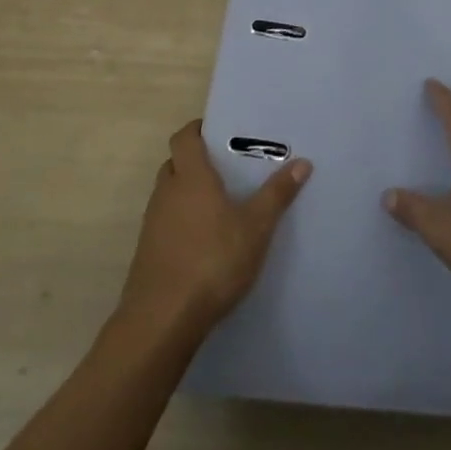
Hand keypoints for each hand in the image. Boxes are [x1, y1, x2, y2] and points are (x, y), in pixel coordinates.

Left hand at [118, 121, 310, 336]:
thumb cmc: (213, 261)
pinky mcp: (148, 252)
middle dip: (196, 161)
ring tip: (221, 204)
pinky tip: (205, 240)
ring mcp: (152, 224)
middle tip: (227, 167)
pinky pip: (165, 222)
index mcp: (191, 178)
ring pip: (169, 194)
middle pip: (175, 164)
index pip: (184, 137)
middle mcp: (167, 193)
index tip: (218, 131)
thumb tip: (303, 161)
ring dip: (188, 192)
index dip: (198, 129)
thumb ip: (277, 194)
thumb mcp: (256, 227)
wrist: (162, 320)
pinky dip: (181, 221)